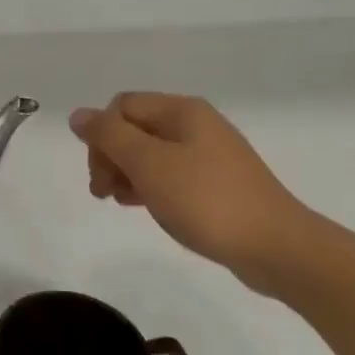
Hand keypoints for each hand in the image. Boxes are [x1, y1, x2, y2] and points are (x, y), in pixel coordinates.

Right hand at [70, 93, 314, 294]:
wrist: (275, 246)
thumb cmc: (206, 200)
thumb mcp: (149, 164)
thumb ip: (109, 136)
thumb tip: (78, 115)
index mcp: (182, 111)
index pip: (121, 107)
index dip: (101, 136)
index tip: (99, 174)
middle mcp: (195, 124)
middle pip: (134, 128)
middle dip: (110, 156)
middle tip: (103, 192)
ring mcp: (209, 154)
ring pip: (149, 153)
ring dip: (126, 173)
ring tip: (118, 202)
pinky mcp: (216, 182)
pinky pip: (169, 173)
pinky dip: (149, 186)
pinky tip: (144, 207)